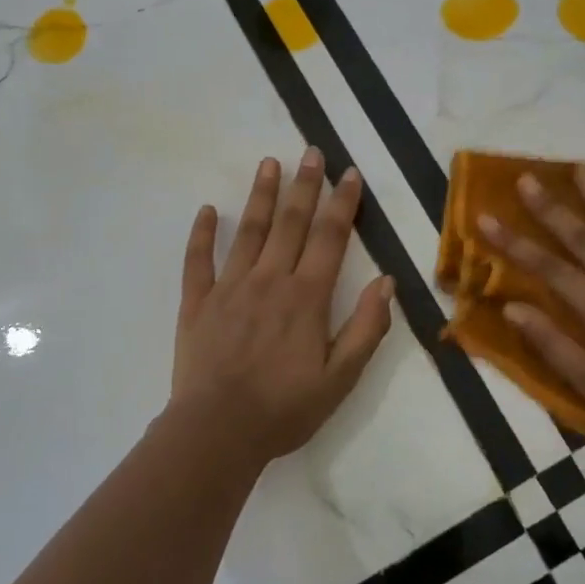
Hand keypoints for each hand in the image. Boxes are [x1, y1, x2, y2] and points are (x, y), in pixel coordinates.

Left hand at [170, 147, 394, 464]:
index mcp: (306, 297)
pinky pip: (197, 260)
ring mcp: (229, 287)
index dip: (342, 204)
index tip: (350, 174)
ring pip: (248, 231)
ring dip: (260, 195)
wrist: (217, 431)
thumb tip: (387, 282)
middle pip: (290, 223)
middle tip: (311, 152)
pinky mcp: (197, 302)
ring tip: (269, 163)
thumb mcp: (341, 378)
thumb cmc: (285, 408)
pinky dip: (201, 234)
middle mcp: (269, 280)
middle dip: (304, 186)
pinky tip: (206, 210)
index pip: (330, 238)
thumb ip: (366, 328)